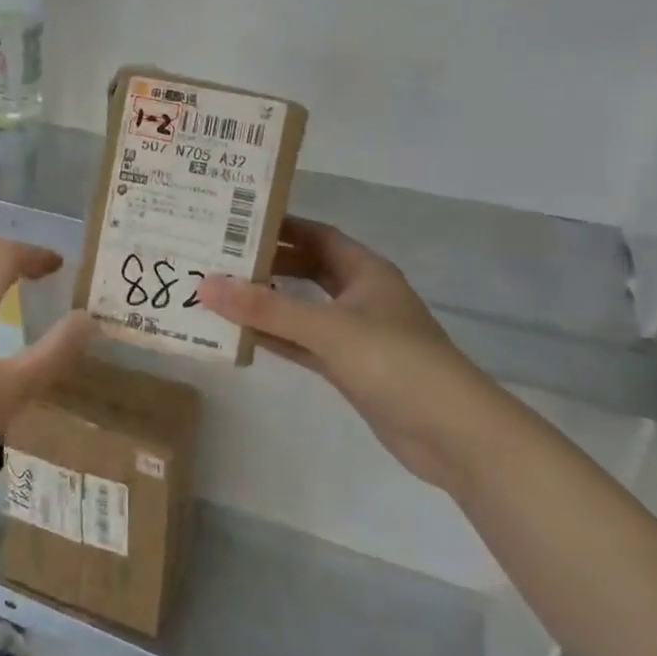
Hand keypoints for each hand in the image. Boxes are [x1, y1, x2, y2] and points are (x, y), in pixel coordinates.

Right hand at [198, 218, 498, 492]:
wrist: (452, 434)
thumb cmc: (394, 362)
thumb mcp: (326, 328)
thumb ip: (265, 308)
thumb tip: (205, 284)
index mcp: (364, 271)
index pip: (316, 235)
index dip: (280, 226)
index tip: (234, 222)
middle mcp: (359, 296)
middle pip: (306, 269)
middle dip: (267, 264)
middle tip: (217, 258)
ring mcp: (355, 334)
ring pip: (302, 309)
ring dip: (267, 303)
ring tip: (219, 294)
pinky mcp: (349, 368)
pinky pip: (304, 344)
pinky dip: (277, 338)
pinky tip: (242, 335)